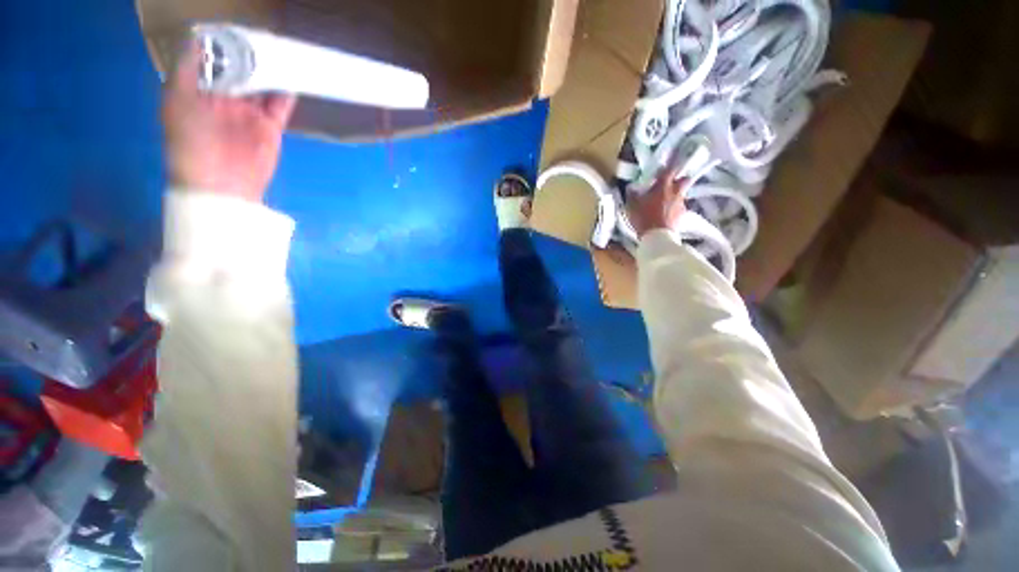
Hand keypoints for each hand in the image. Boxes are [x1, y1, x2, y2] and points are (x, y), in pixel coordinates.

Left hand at [162, 44, 296, 202]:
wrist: (220, 184)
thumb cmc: (190, 143)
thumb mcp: (176, 102)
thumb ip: (185, 71)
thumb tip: (197, 40)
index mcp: (201, 92)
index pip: (215, 63)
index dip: (224, 47)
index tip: (235, 32)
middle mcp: (226, 99)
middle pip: (242, 72)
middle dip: (251, 56)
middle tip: (263, 37)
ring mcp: (250, 114)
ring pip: (263, 86)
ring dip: (271, 72)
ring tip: (281, 53)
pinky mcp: (270, 127)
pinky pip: (280, 106)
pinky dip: (287, 93)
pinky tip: (292, 78)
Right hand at [628, 168, 687, 237]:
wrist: (657, 236)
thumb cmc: (644, 217)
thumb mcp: (632, 206)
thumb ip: (632, 195)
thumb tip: (631, 188)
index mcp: (663, 186)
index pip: (669, 170)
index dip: (667, 168)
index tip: (663, 170)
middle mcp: (675, 192)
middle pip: (684, 180)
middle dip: (679, 180)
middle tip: (671, 184)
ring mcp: (681, 203)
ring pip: (681, 195)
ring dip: (675, 196)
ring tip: (666, 203)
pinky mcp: (682, 215)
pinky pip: (680, 208)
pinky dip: (675, 210)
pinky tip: (667, 215)